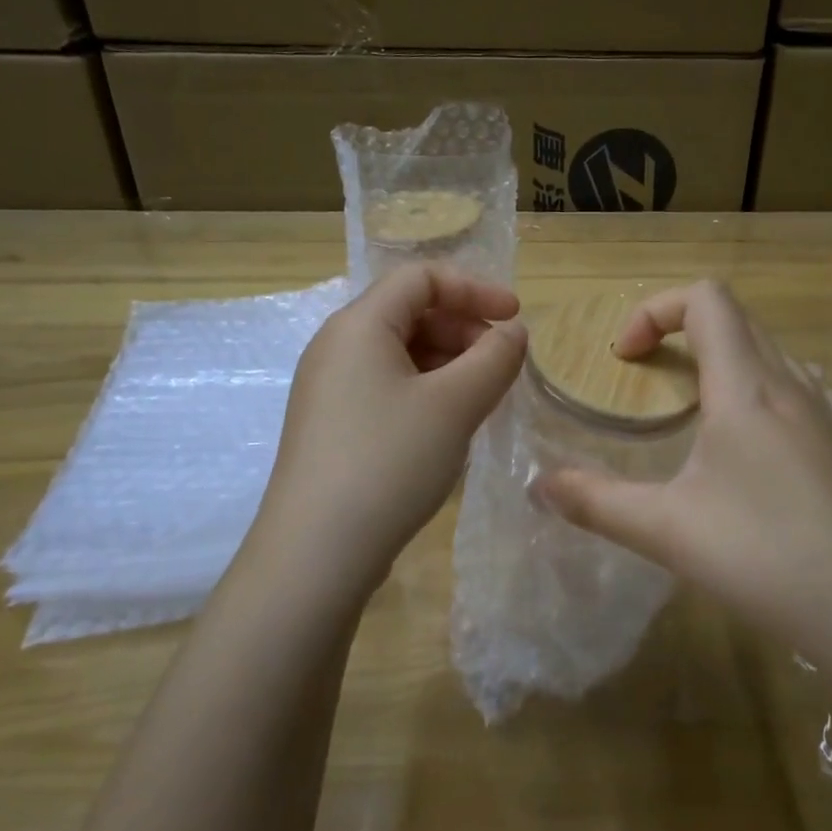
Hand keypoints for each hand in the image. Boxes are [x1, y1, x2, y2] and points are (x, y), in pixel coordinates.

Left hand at [256, 263, 525, 590]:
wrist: (316, 552)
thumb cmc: (389, 462)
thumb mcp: (455, 405)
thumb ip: (494, 358)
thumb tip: (512, 332)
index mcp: (359, 325)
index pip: (421, 278)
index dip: (474, 288)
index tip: (515, 318)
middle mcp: (336, 347)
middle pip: (409, 312)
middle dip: (463, 328)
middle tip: (501, 365)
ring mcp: (330, 389)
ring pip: (400, 353)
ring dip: (448, 362)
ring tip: (482, 397)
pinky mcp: (332, 426)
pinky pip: (387, 387)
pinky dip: (426, 390)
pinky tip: (448, 424)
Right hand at [536, 281, 831, 656]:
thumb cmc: (766, 558)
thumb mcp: (667, 531)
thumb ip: (596, 503)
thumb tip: (538, 487)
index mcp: (747, 388)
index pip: (706, 300)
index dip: (656, 309)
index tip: (626, 358)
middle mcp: (795, 386)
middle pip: (739, 320)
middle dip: (685, 332)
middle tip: (652, 381)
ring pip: (777, 354)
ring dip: (731, 361)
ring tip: (704, 414)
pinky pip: (810, 392)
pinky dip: (772, 394)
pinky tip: (766, 448)